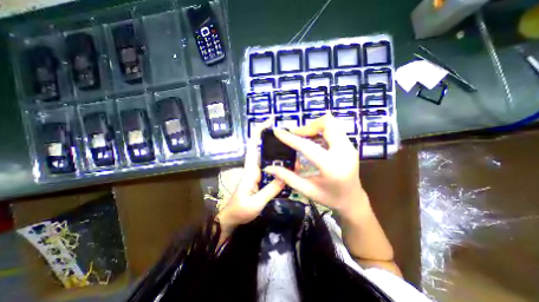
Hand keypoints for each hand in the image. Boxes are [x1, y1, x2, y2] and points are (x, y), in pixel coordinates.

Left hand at [216, 121, 285, 234]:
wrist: (231, 217)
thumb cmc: (240, 210)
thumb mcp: (256, 203)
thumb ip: (270, 190)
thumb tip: (285, 176)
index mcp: (250, 170)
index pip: (254, 146)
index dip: (259, 132)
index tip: (269, 121)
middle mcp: (253, 168)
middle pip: (261, 147)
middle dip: (271, 137)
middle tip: (287, 133)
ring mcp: (256, 172)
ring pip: (266, 156)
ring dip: (277, 149)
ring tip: (291, 147)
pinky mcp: (259, 177)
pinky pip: (269, 166)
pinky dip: (277, 161)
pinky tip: (287, 163)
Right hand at [264, 112, 368, 216]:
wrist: (353, 200)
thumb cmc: (329, 198)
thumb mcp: (307, 190)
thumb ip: (287, 177)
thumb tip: (269, 168)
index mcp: (331, 166)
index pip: (307, 146)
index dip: (290, 138)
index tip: (278, 131)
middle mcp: (344, 152)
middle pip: (326, 124)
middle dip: (307, 126)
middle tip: (295, 134)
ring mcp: (349, 146)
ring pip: (332, 123)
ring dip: (314, 127)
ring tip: (303, 136)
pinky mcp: (349, 145)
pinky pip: (334, 129)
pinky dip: (321, 130)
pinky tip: (314, 140)